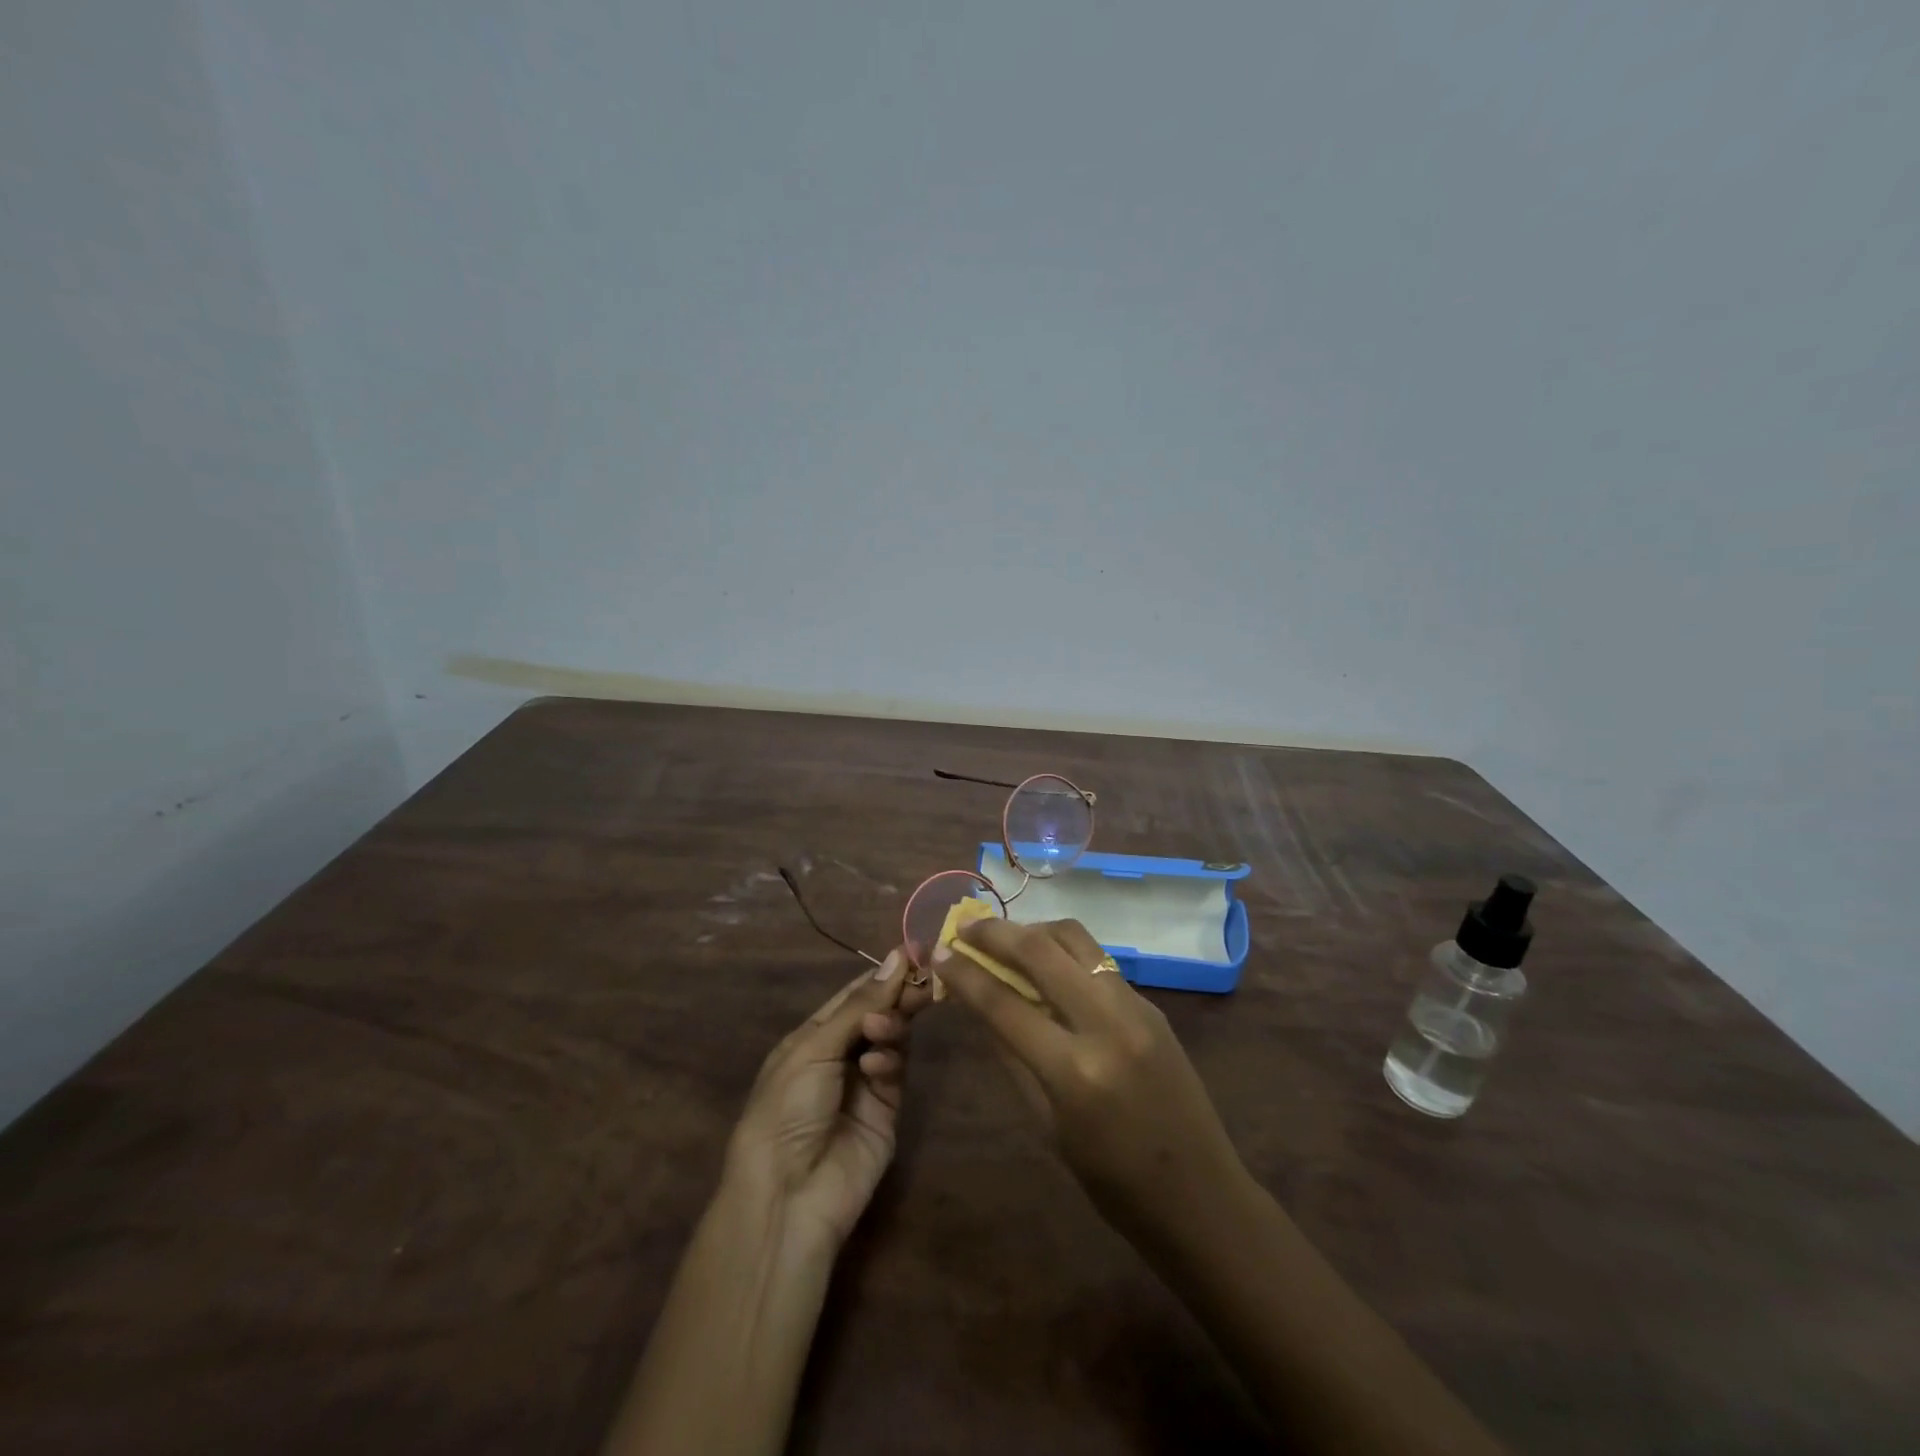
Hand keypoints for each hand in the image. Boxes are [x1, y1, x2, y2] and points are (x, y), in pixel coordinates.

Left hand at [724, 949, 930, 1252]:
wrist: (788, 1195)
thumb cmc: (785, 1108)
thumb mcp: (814, 1049)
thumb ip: (860, 1005)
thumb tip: (898, 955)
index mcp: (812, 1036)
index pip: (853, 994)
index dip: (881, 974)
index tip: (913, 952)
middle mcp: (840, 1054)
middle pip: (878, 1013)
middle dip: (897, 997)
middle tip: (923, 983)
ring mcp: (865, 1082)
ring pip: (892, 1038)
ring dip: (890, 1026)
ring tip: (882, 1029)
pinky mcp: (887, 1110)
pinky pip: (895, 1071)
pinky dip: (889, 1061)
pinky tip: (876, 1066)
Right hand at [935, 919, 1247, 1244]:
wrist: (1201, 1196)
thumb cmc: (1113, 1183)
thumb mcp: (1048, 1127)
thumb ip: (1011, 1058)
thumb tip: (977, 1007)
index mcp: (1074, 1071)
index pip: (1004, 1004)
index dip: (965, 974)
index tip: (939, 953)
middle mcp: (1106, 1024)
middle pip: (1041, 951)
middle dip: (996, 933)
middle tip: (967, 928)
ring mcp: (1135, 1008)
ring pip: (1076, 939)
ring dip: (1034, 930)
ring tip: (1007, 938)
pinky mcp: (1152, 1004)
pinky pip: (1099, 961)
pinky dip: (1065, 952)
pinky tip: (1048, 965)